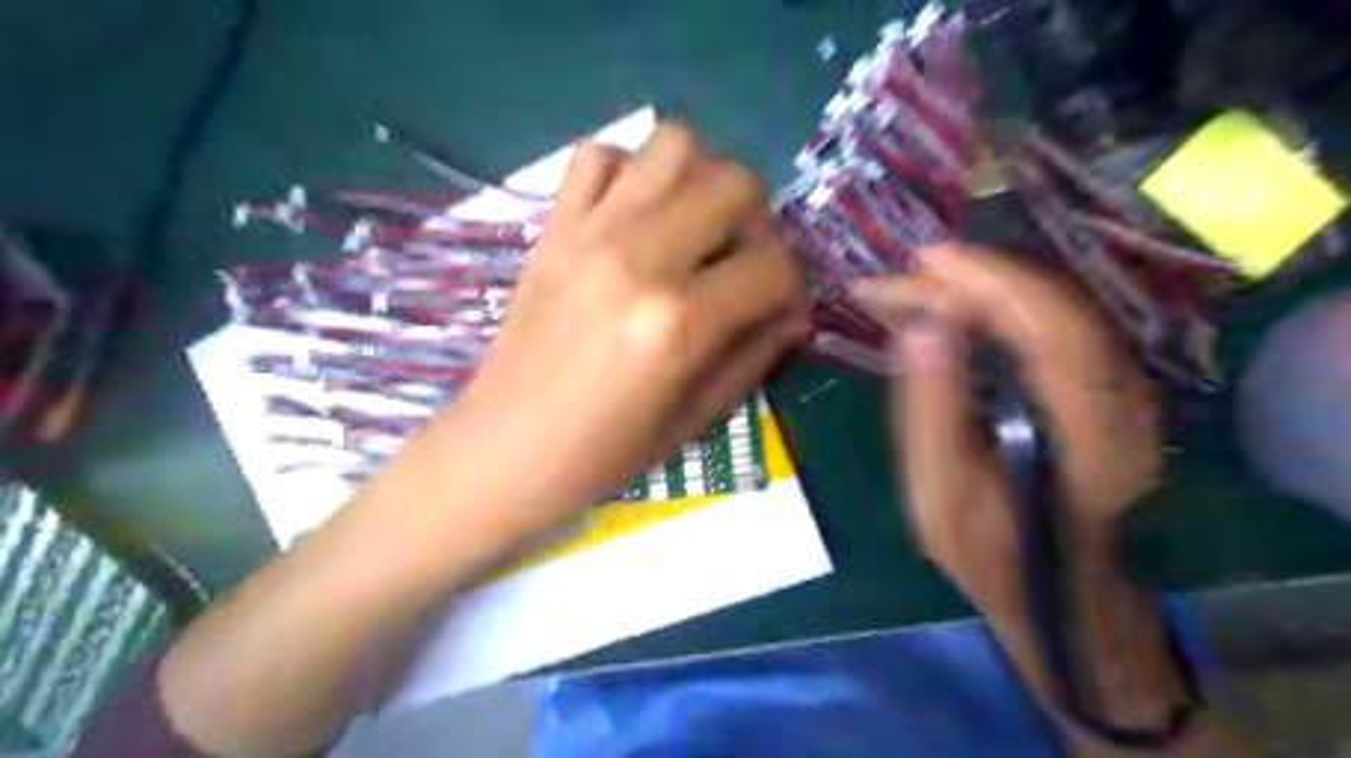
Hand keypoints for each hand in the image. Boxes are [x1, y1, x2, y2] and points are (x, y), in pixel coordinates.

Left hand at [438, 125, 804, 534]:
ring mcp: (590, 233)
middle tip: (742, 263)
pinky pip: (599, 155)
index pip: (773, 268)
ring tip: (695, 228)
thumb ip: (754, 357)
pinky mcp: (554, 227)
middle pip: (735, 185)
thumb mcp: (695, 419)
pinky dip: (630, 171)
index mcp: (678, 323)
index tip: (781, 309)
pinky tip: (635, 216)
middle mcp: (639, 260)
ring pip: (674, 145)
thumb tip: (794, 314)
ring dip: (703, 180)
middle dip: (760, 224)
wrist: (506, 448)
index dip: (793, 288)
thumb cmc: (604, 452)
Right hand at [852, 246, 1160, 606]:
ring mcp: (1123, 392)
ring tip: (917, 289)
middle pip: (1054, 308)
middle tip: (903, 280)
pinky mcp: (1106, 386)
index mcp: (1088, 437)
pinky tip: (956, 308)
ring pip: (1055, 309)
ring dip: (984, 289)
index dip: (991, 283)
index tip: (924, 263)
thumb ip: (931, 410)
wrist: (1057, 586)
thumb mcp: (939, 493)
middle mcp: (1123, 403)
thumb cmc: (990, 550)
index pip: (1051, 330)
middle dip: (975, 280)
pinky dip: (1000, 307)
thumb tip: (920, 327)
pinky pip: (1053, 325)